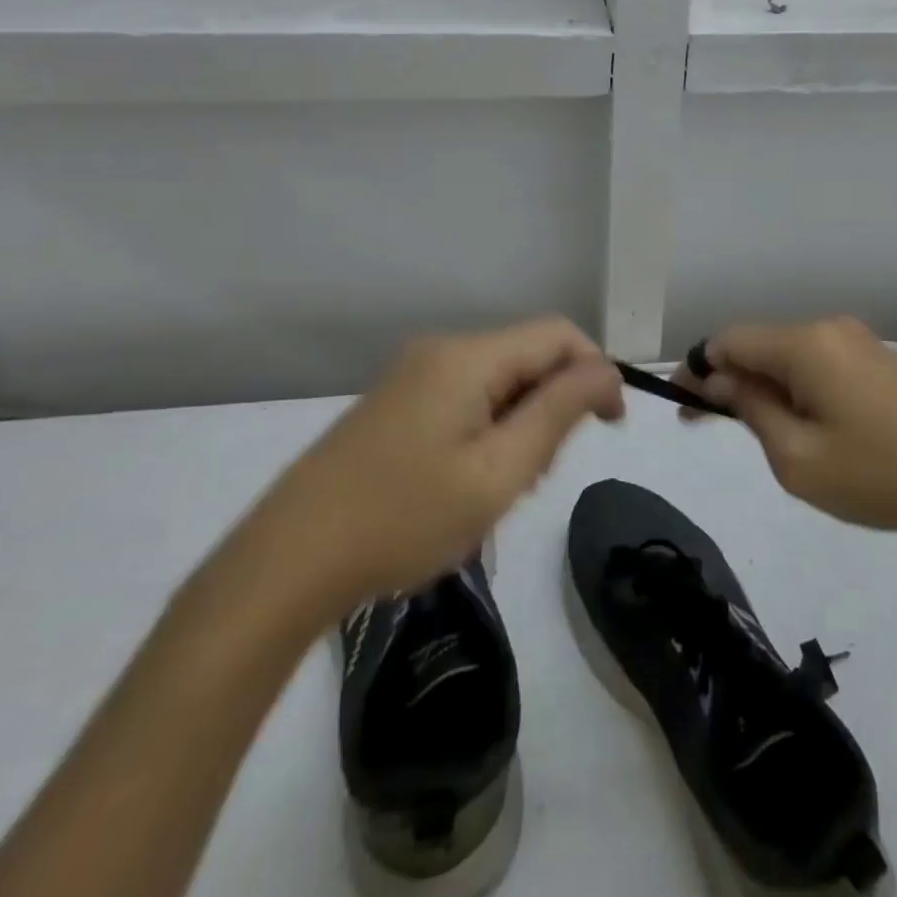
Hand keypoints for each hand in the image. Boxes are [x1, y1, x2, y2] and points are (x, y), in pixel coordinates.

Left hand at [239, 318, 622, 623]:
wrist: (286, 562)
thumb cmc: (404, 519)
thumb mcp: (498, 472)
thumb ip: (559, 411)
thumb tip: (605, 370)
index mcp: (468, 356)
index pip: (559, 334)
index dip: (596, 371)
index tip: (609, 428)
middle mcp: (441, 350)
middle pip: (528, 357)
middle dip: (554, 405)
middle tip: (540, 476)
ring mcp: (413, 375)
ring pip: (499, 381)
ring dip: (521, 424)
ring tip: (501, 489)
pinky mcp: (396, 403)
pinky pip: (466, 398)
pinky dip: (488, 430)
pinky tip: (467, 483)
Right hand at [674, 317, 896, 536]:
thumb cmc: (878, 474)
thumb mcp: (796, 457)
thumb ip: (751, 410)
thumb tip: (721, 381)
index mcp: (805, 344)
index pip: (730, 340)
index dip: (699, 368)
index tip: (683, 404)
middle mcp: (829, 328)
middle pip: (760, 344)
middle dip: (732, 380)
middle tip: (715, 426)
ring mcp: (859, 341)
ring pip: (790, 355)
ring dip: (767, 387)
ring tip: (767, 435)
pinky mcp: (881, 360)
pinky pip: (821, 364)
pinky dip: (799, 388)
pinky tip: (809, 426)